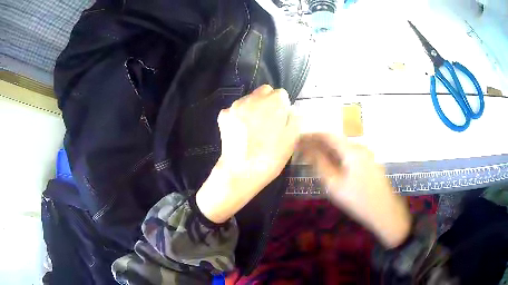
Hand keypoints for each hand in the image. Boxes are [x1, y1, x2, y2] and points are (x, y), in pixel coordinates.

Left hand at [196, 85, 298, 222]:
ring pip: (248, 98)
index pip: (281, 94)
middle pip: (264, 91)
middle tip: (268, 120)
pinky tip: (240, 130)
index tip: (281, 119)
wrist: (241, 171)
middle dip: (268, 101)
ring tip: (253, 127)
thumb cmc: (271, 157)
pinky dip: (239, 115)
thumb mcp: (292, 139)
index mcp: (274, 102)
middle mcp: (254, 97)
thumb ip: (294, 119)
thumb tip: (290, 110)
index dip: (283, 106)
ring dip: (253, 107)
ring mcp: (236, 105)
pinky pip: (234, 109)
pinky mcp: (224, 115)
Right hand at [299, 133, 410, 247]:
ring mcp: (367, 155)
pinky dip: (338, 157)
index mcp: (352, 150)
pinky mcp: (370, 163)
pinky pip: (350, 155)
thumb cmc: (358, 200)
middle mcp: (360, 148)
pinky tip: (332, 166)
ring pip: (343, 148)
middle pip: (336, 141)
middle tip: (303, 151)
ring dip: (328, 151)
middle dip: (318, 144)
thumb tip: (306, 149)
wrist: (384, 212)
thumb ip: (319, 164)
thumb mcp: (334, 184)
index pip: (327, 135)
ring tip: (314, 158)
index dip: (311, 136)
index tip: (297, 139)